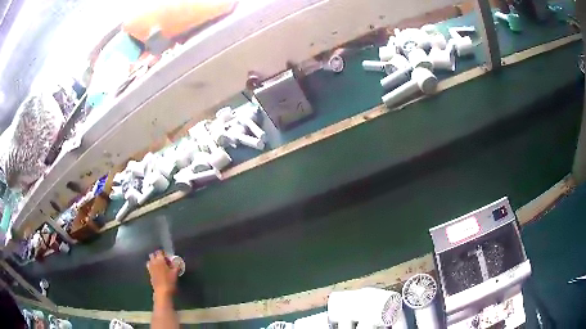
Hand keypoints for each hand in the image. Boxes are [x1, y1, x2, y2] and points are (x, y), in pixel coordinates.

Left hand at [147, 250, 179, 297]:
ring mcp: (150, 267)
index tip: (168, 257)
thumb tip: (178, 262)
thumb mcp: (175, 273)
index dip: (164, 253)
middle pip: (153, 255)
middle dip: (157, 256)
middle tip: (163, 261)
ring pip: (150, 260)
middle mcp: (153, 262)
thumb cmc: (169, 281)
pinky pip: (149, 266)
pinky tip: (157, 270)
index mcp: (160, 260)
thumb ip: (176, 266)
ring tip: (159, 265)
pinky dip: (152, 266)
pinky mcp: (149, 273)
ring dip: (153, 261)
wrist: (162, 291)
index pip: (159, 252)